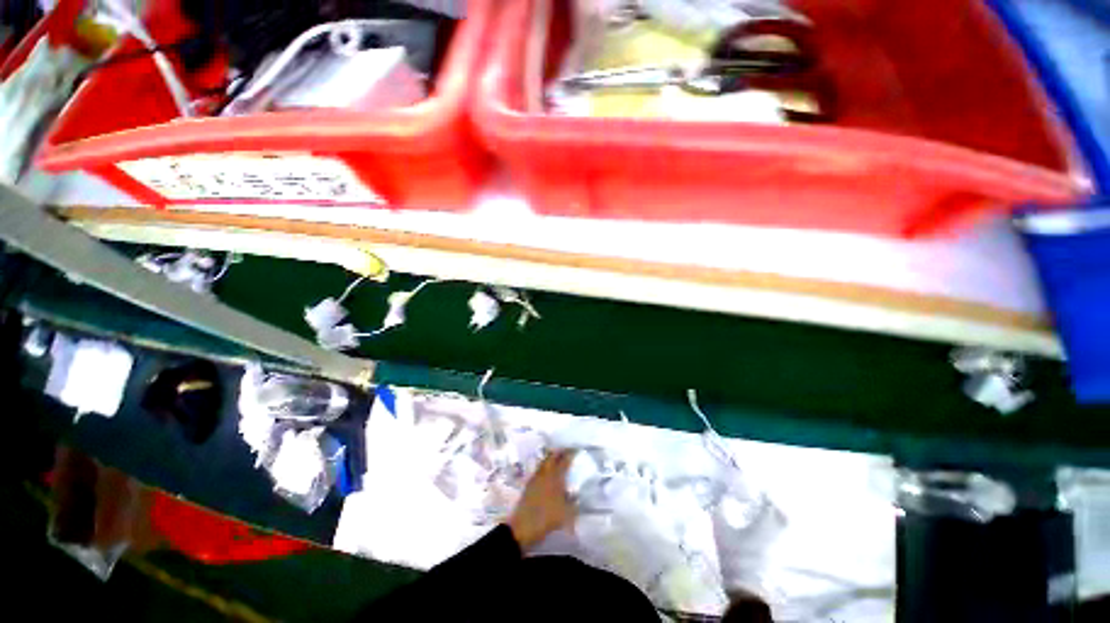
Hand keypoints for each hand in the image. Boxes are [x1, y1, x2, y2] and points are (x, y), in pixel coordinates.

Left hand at [508, 449, 575, 549]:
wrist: (522, 527)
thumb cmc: (546, 518)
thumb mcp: (566, 514)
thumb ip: (574, 502)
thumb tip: (578, 495)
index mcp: (555, 477)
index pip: (564, 460)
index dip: (571, 453)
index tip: (576, 449)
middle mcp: (545, 473)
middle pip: (552, 457)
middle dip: (559, 452)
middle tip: (566, 451)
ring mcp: (535, 478)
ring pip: (544, 462)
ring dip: (551, 458)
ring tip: (557, 459)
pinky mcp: (529, 485)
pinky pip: (539, 470)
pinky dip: (544, 467)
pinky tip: (547, 473)